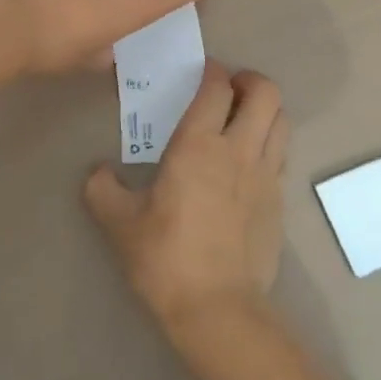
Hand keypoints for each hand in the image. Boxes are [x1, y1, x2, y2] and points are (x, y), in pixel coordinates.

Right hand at [84, 61, 288, 329]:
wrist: (217, 308)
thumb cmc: (165, 259)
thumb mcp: (119, 224)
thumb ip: (102, 189)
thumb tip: (98, 172)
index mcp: (199, 146)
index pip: (216, 87)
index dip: (212, 71)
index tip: (202, 73)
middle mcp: (239, 149)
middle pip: (265, 92)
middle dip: (249, 80)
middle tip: (228, 90)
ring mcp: (266, 174)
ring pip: (281, 119)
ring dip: (266, 108)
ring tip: (244, 118)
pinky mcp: (280, 199)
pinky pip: (282, 153)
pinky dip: (271, 141)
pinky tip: (250, 159)